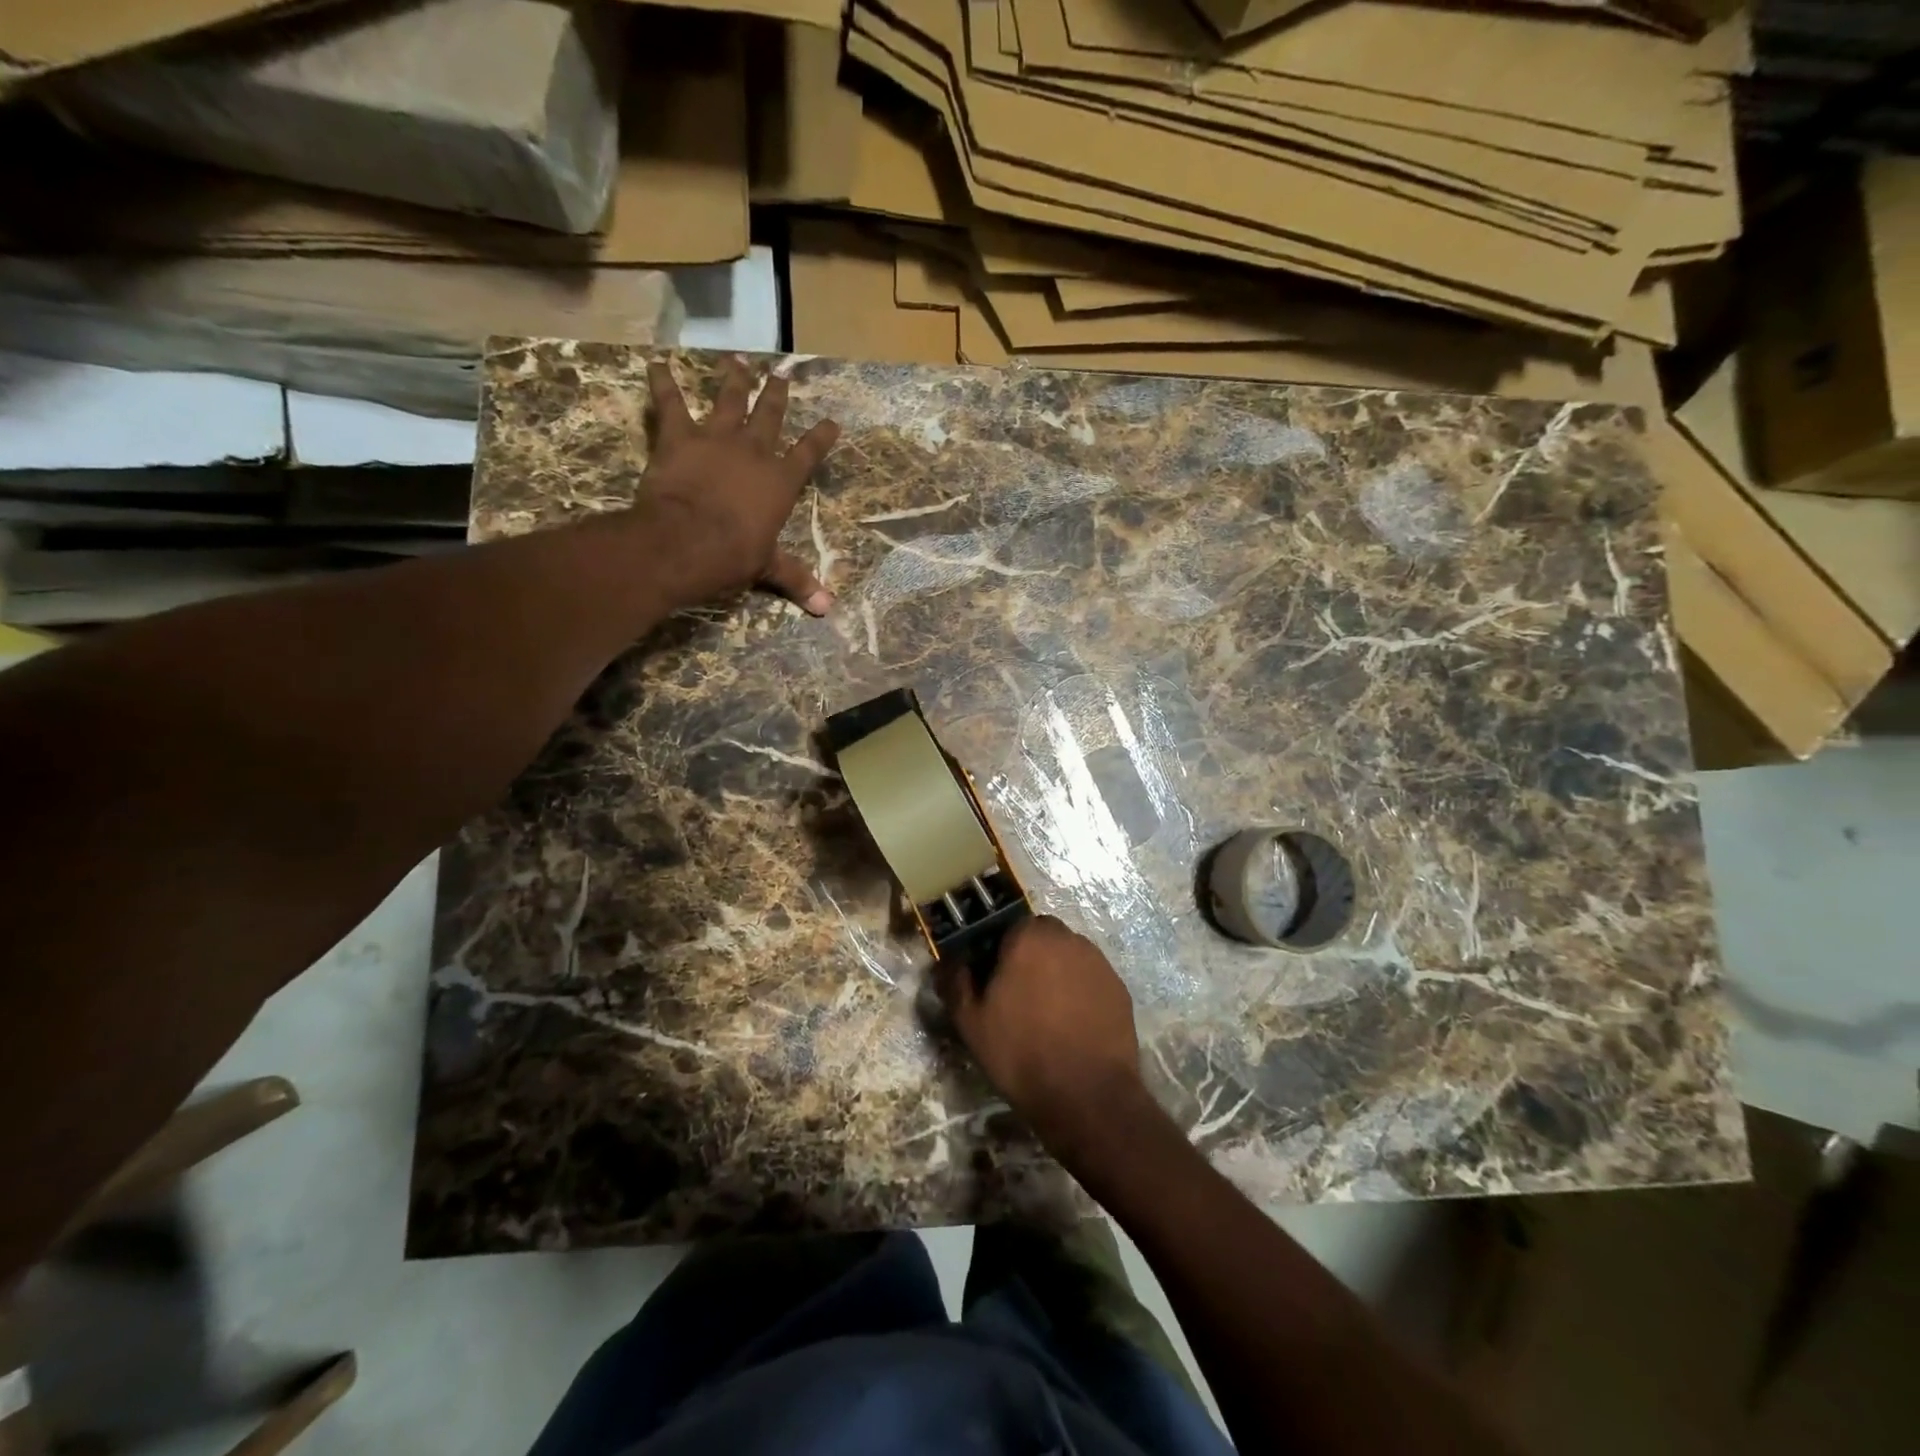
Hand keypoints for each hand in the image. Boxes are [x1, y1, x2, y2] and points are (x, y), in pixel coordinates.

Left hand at [641, 356, 840, 613]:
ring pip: (729, 401)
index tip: (831, 422)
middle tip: (780, 375)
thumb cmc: (733, 556)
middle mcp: (754, 452)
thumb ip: (796, 580)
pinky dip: (662, 383)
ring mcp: (716, 439)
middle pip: (769, 416)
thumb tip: (826, 609)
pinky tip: (656, 363)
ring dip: (734, 380)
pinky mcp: (679, 437)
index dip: (820, 438)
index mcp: (780, 482)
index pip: (808, 454)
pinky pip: (669, 404)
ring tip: (738, 360)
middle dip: (776, 395)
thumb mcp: (768, 568)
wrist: (685, 541)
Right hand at [939, 915, 1147, 1156]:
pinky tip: (1072, 1026)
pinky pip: (1090, 980)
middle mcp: (1067, 939)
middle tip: (1017, 996)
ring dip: (1056, 973)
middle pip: (1041, 938)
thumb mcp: (971, 1022)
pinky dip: (1080, 993)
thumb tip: (950, 960)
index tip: (991, 980)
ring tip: (1046, 1014)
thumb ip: (956, 981)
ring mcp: (1098, 963)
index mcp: (1029, 937)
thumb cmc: (1021, 1052)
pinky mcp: (1119, 988)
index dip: (998, 951)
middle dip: (1029, 957)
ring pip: (1068, 956)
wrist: (1087, 1096)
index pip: (1008, 927)